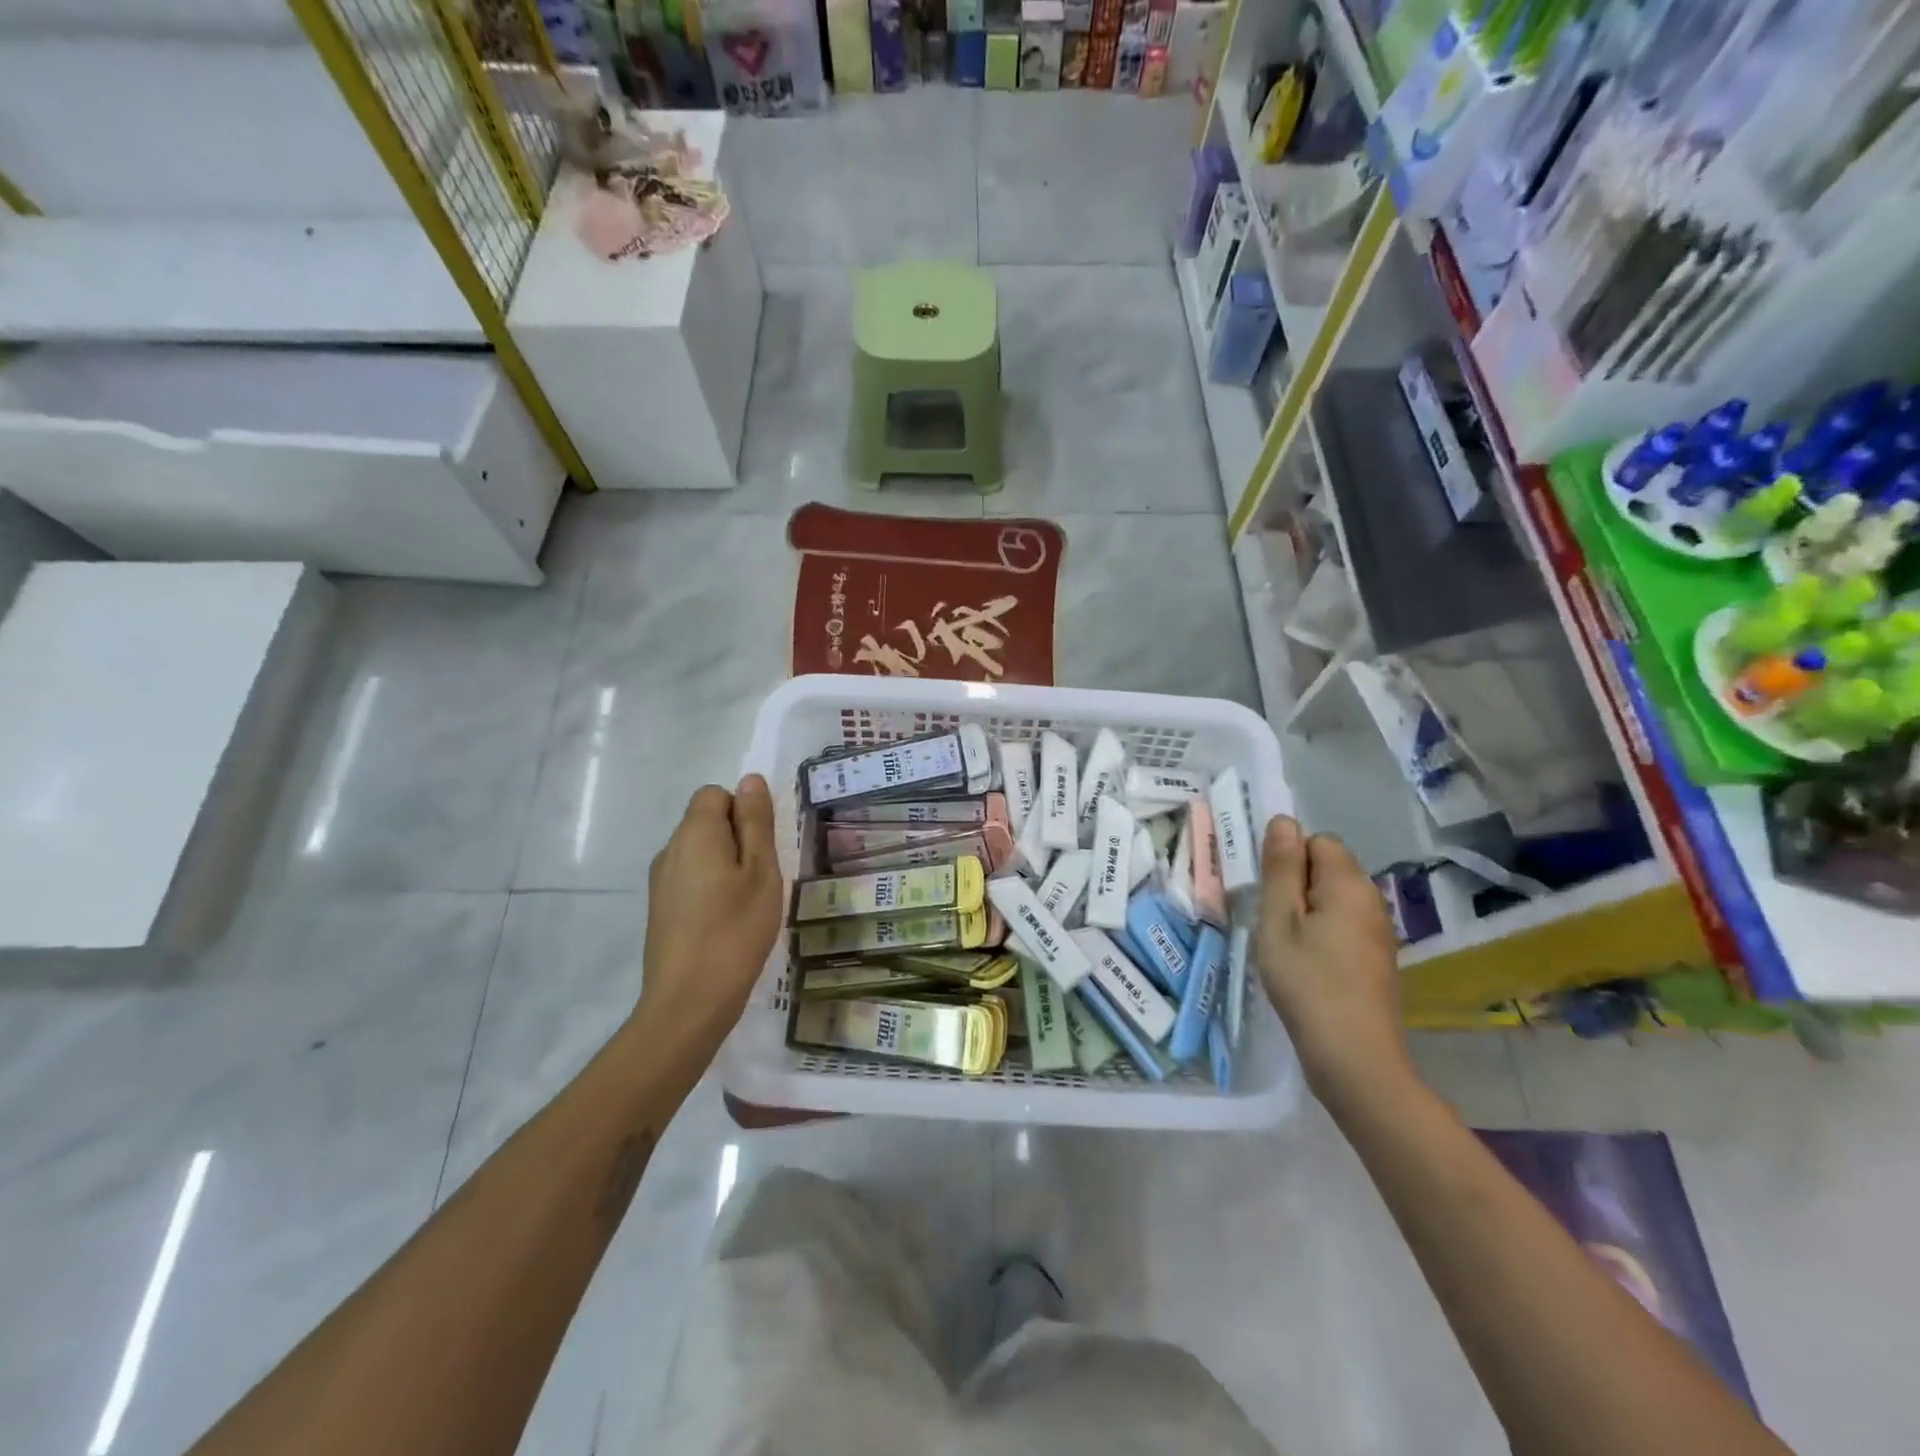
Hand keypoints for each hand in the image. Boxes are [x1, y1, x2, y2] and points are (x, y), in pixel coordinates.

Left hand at [638, 775, 783, 1045]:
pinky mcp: (660, 909)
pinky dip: (712, 888)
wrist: (688, 1002)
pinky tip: (728, 921)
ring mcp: (661, 881)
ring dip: (726, 865)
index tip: (763, 848)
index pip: (716, 794)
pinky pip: (691, 879)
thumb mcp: (761, 872)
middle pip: (706, 822)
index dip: (744, 811)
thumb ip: (756, 823)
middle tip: (763, 877)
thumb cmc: (735, 930)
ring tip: (749, 903)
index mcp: (694, 833)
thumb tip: (750, 779)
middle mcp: (670, 850)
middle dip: (738, 838)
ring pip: (700, 853)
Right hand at [1255, 816, 1409, 1104]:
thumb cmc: (1307, 981)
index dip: (1288, 861)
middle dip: (1296, 886)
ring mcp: (1378, 931)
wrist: (1354, 1057)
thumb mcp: (1279, 919)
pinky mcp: (1377, 959)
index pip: (1317, 841)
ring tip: (1286, 948)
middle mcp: (1372, 900)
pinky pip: (1343, 926)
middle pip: (1327, 869)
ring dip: (1306, 913)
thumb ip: (1281, 867)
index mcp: (1349, 884)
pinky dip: (1321, 936)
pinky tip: (1307, 967)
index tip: (1270, 896)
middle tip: (1273, 924)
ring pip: (1333, 899)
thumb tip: (1284, 820)